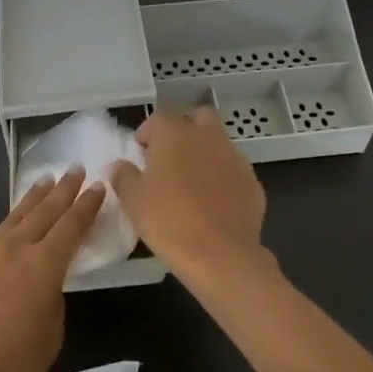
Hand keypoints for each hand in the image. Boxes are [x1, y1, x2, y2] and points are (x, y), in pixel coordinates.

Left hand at [0, 170, 103, 371]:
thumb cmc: (10, 367)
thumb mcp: (51, 335)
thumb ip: (53, 300)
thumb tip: (44, 282)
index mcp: (44, 266)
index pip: (72, 226)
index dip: (87, 205)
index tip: (98, 185)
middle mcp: (15, 248)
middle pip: (45, 212)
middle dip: (64, 190)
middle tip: (75, 169)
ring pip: (11, 216)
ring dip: (30, 197)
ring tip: (44, 180)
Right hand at [110, 108, 268, 287]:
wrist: (220, 254)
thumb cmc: (168, 220)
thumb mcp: (133, 200)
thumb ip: (124, 176)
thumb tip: (119, 165)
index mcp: (175, 133)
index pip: (159, 118)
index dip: (148, 132)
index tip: (141, 152)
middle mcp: (207, 136)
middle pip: (198, 117)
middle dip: (186, 129)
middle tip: (171, 156)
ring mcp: (234, 157)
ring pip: (219, 143)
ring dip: (206, 153)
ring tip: (193, 183)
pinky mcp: (252, 181)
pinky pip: (234, 170)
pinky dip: (224, 178)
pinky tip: (214, 203)